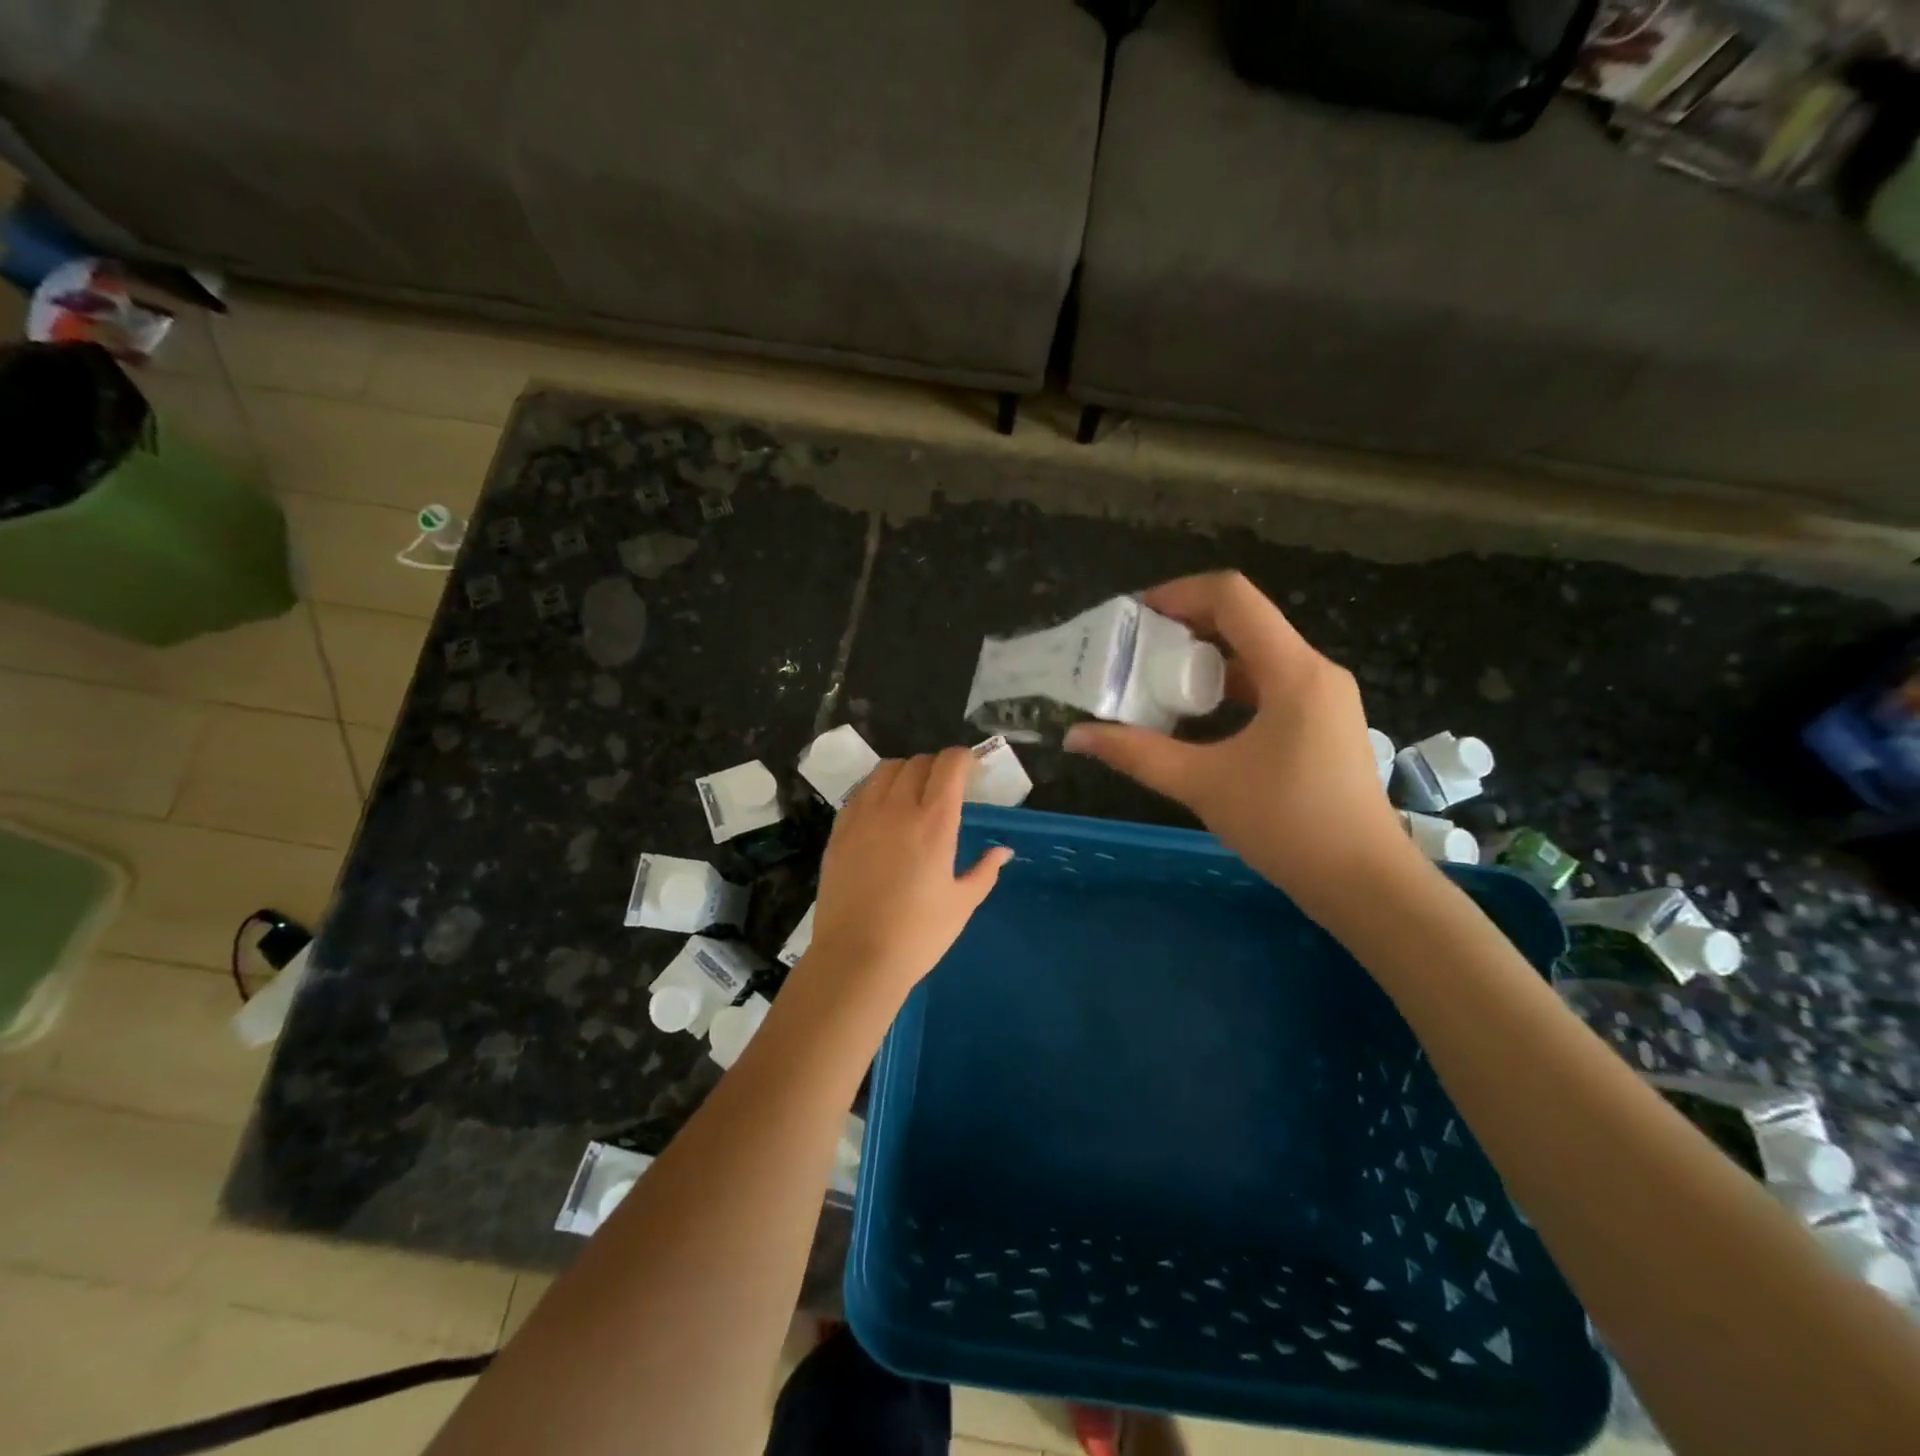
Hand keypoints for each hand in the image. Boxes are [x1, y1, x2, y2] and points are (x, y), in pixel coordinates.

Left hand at [803, 747, 1013, 1007]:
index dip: (963, 759)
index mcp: (934, 822)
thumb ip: (985, 871)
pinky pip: (860, 792)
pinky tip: (883, 811)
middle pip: (918, 762)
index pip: (949, 764)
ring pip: (885, 770)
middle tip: (947, 787)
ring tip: (913, 793)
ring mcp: (863, 816)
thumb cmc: (918, 935)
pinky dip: (877, 789)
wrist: (856, 959)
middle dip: (937, 766)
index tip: (972, 770)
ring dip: (905, 772)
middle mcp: (897, 807)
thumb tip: (1002, 851)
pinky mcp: (838, 830)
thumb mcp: (962, 904)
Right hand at [1064, 571, 1418, 928]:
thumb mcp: (1202, 784)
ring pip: (1256, 655)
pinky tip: (1194, 718)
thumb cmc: (1287, 824)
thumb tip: (1076, 736)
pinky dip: (1227, 689)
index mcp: (1292, 670)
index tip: (1133, 618)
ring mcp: (1323, 698)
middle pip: (1244, 621)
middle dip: (1184, 628)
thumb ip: (1136, 753)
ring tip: (1154, 683)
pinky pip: (1268, 685)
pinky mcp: (1322, 724)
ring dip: (1204, 661)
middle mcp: (1314, 671)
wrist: (1363, 883)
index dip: (1178, 593)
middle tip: (1133, 652)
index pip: (1233, 597)